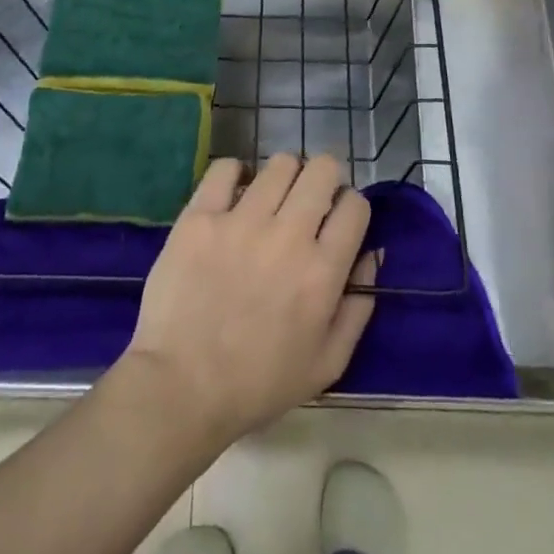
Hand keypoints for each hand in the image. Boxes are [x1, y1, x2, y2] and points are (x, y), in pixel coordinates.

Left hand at [120, 153, 375, 450]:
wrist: (180, 388)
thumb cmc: (258, 384)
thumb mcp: (327, 364)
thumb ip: (358, 308)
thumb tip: (372, 255)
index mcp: (322, 271)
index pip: (355, 206)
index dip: (351, 208)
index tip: (337, 220)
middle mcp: (288, 235)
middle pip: (322, 170)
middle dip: (323, 179)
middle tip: (309, 201)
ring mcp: (241, 221)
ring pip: (279, 164)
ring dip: (284, 177)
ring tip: (270, 199)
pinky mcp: (200, 217)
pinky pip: (225, 168)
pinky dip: (235, 174)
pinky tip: (233, 193)